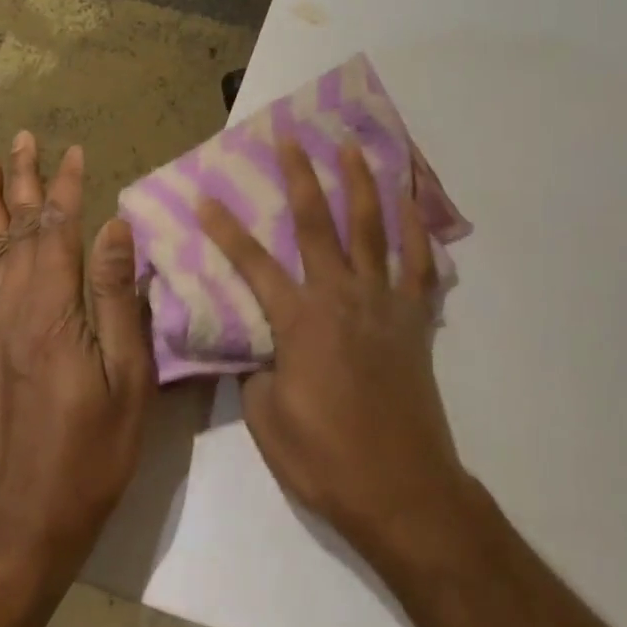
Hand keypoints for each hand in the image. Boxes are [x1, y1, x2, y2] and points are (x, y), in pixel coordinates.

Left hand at [0, 132, 154, 577]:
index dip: (67, 188)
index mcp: (52, 312)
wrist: (22, 521)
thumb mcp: (126, 376)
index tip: (76, 151)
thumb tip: (116, 227)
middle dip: (21, 181)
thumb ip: (116, 297)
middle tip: (21, 138)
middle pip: (16, 230)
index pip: (59, 231)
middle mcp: (12, 310)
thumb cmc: (92, 450)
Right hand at [199, 139, 471, 559]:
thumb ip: (258, 372)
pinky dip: (417, 231)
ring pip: (371, 229)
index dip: (225, 229)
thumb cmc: (326, 459)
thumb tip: (261, 348)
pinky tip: (411, 204)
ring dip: (360, 184)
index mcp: (299, 320)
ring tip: (352, 148)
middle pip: (316, 223)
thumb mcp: (267, 421)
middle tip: (290, 137)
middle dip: (299, 176)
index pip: (251, 264)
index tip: (206, 196)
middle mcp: (341, 296)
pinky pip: (420, 265)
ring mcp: (383, 302)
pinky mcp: (415, 319)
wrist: (401, 489)